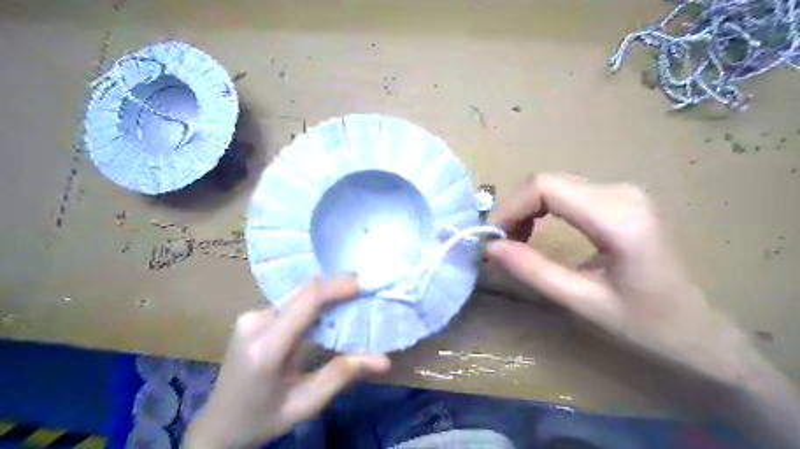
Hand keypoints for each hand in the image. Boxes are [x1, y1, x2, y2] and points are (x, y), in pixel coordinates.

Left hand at [183, 278, 392, 448]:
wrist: (217, 425)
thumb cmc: (262, 419)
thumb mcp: (305, 404)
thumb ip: (342, 375)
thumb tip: (384, 360)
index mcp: (266, 348)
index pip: (307, 301)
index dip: (338, 286)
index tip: (366, 283)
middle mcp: (255, 323)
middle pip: (304, 293)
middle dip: (338, 287)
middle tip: (367, 290)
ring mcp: (250, 316)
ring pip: (298, 295)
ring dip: (327, 294)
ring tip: (354, 298)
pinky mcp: (252, 316)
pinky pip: (291, 302)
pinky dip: (314, 302)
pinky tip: (330, 310)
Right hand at [487, 175, 757, 385]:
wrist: (698, 328)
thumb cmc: (646, 324)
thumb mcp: (583, 302)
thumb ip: (533, 271)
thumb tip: (489, 248)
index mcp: (619, 218)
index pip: (545, 188)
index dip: (510, 208)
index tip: (490, 238)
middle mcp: (621, 193)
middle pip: (546, 182)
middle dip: (514, 210)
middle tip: (499, 244)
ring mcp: (623, 192)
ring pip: (553, 185)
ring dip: (526, 210)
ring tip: (514, 242)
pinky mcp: (619, 199)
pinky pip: (566, 192)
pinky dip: (541, 209)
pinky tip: (535, 232)